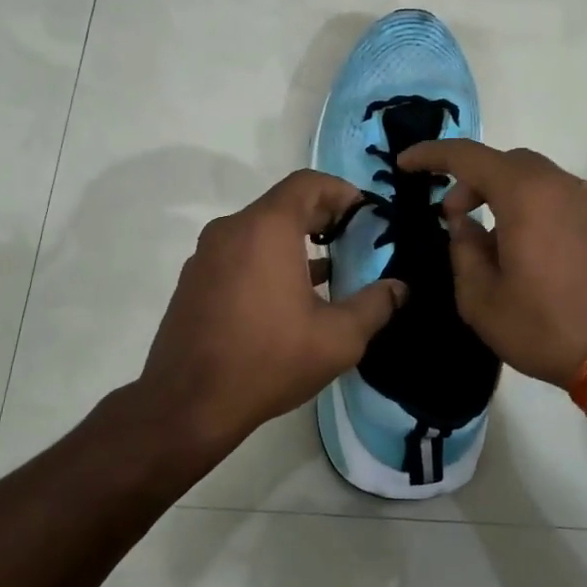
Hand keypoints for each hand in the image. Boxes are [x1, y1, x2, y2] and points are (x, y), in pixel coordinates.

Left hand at [140, 170, 405, 445]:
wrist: (188, 403)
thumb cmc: (268, 360)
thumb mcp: (337, 339)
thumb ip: (375, 306)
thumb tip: (399, 289)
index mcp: (266, 229)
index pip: (307, 183)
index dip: (341, 191)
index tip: (365, 215)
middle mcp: (231, 229)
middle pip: (282, 204)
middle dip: (322, 217)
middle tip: (353, 242)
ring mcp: (206, 254)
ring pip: (258, 230)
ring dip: (293, 241)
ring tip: (328, 271)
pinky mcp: (194, 280)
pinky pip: (238, 253)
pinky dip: (266, 259)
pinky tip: (287, 296)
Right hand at [397, 141, 586, 387]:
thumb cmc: (546, 325)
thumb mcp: (482, 299)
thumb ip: (463, 251)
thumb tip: (464, 226)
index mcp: (525, 194)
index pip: (467, 156)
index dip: (431, 155)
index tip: (404, 164)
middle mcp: (559, 185)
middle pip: (505, 162)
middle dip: (470, 180)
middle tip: (451, 215)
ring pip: (533, 179)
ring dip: (501, 194)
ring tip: (485, 238)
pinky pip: (556, 198)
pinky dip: (529, 207)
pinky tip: (522, 249)